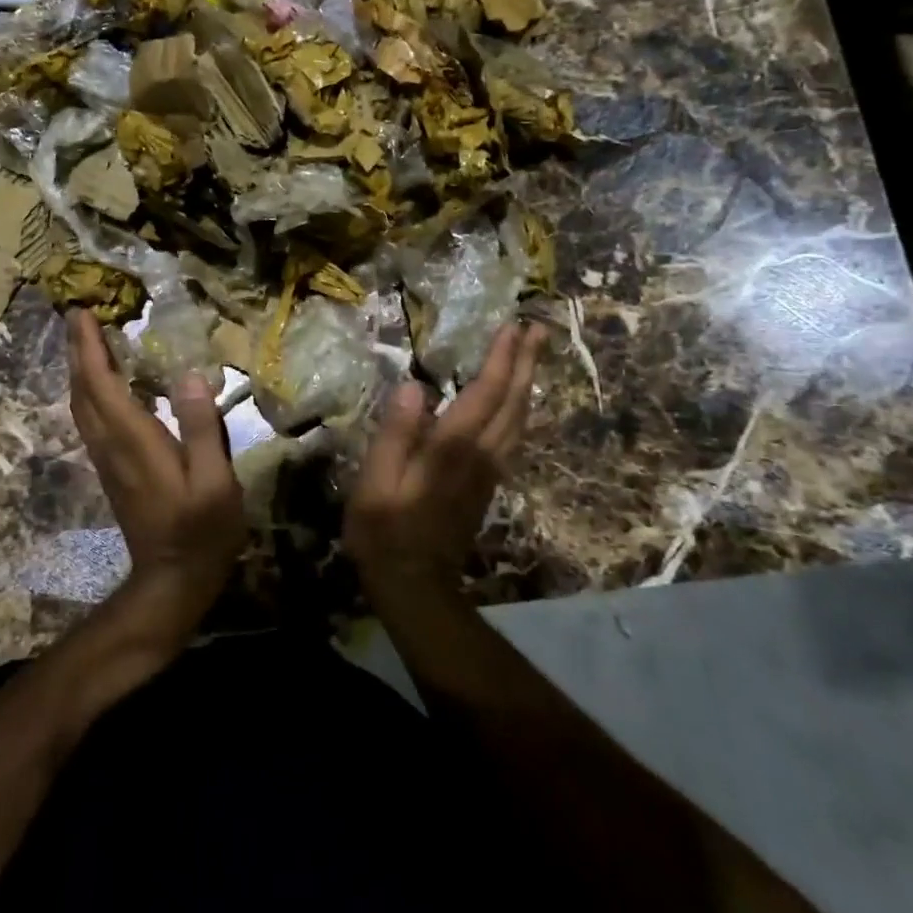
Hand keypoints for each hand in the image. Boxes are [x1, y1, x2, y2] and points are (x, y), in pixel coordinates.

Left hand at [66, 310, 246, 615]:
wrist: (173, 580)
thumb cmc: (201, 530)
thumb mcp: (214, 482)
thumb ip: (202, 428)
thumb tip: (189, 375)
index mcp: (133, 440)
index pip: (101, 383)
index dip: (89, 347)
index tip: (81, 311)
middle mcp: (111, 445)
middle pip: (83, 390)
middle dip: (77, 350)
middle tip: (78, 315)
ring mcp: (107, 459)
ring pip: (81, 405)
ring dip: (80, 370)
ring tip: (86, 341)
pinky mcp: (112, 470)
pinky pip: (90, 419)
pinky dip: (89, 391)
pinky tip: (104, 385)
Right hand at [345, 322, 545, 598]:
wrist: (415, 585)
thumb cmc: (384, 530)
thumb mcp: (375, 482)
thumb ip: (395, 434)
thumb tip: (413, 387)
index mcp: (453, 448)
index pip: (485, 393)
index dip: (501, 359)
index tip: (513, 326)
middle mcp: (481, 454)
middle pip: (513, 401)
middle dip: (526, 362)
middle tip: (538, 327)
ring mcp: (490, 471)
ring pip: (519, 419)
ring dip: (528, 383)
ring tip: (533, 354)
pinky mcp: (489, 484)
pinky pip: (514, 437)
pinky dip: (521, 410)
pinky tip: (518, 402)